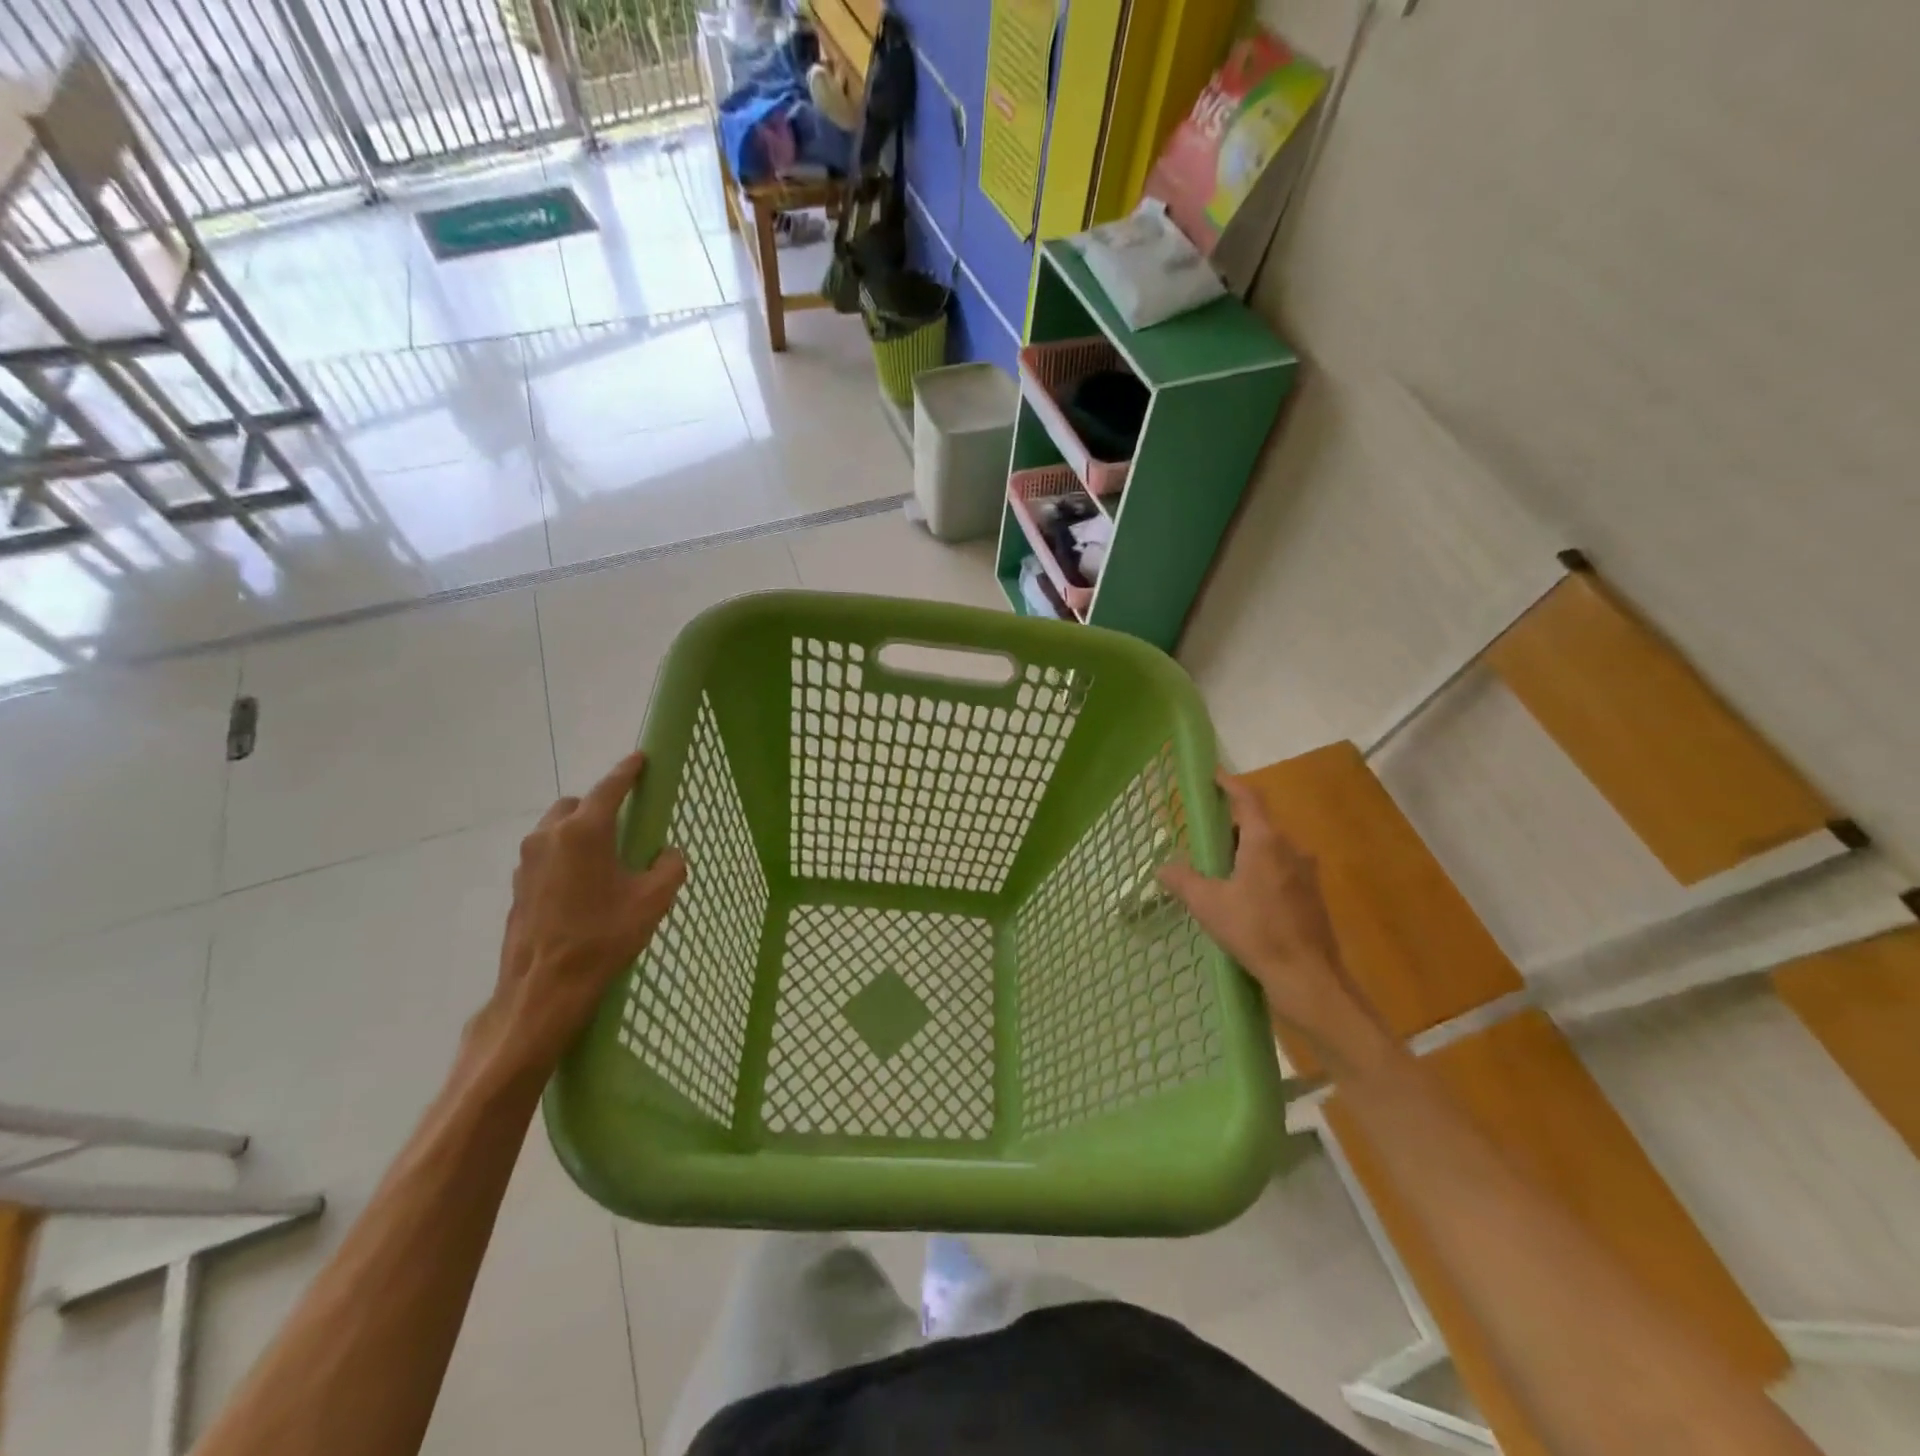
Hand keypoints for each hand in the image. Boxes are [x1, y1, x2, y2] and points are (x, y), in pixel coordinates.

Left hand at [473, 752, 686, 1079]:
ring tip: (604, 861)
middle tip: (624, 827)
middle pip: (576, 805)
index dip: (628, 771)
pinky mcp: (517, 886)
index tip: (640, 758)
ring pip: (556, 830)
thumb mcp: (653, 899)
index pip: (610, 787)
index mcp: (584, 831)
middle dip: (599, 806)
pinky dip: (564, 858)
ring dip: (579, 833)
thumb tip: (666, 854)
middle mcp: (549, 836)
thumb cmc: (603, 936)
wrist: (544, 988)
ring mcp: (527, 861)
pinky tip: (582, 888)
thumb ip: (669, 866)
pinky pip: (545, 856)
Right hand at [1159, 770, 1385, 1067]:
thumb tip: (1163, 867)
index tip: (1213, 777)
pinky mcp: (1313, 897)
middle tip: (1205, 839)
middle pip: (1258, 825)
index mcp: (1265, 841)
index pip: (1248, 799)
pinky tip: (1245, 900)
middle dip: (1231, 827)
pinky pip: (1282, 871)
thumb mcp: (1208, 905)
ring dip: (1246, 853)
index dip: (1229, 784)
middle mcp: (1291, 849)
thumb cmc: (1256, 932)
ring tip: (1220, 872)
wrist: (1309, 979)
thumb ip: (1183, 881)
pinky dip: (1261, 873)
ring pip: (1271, 850)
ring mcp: (1307, 874)